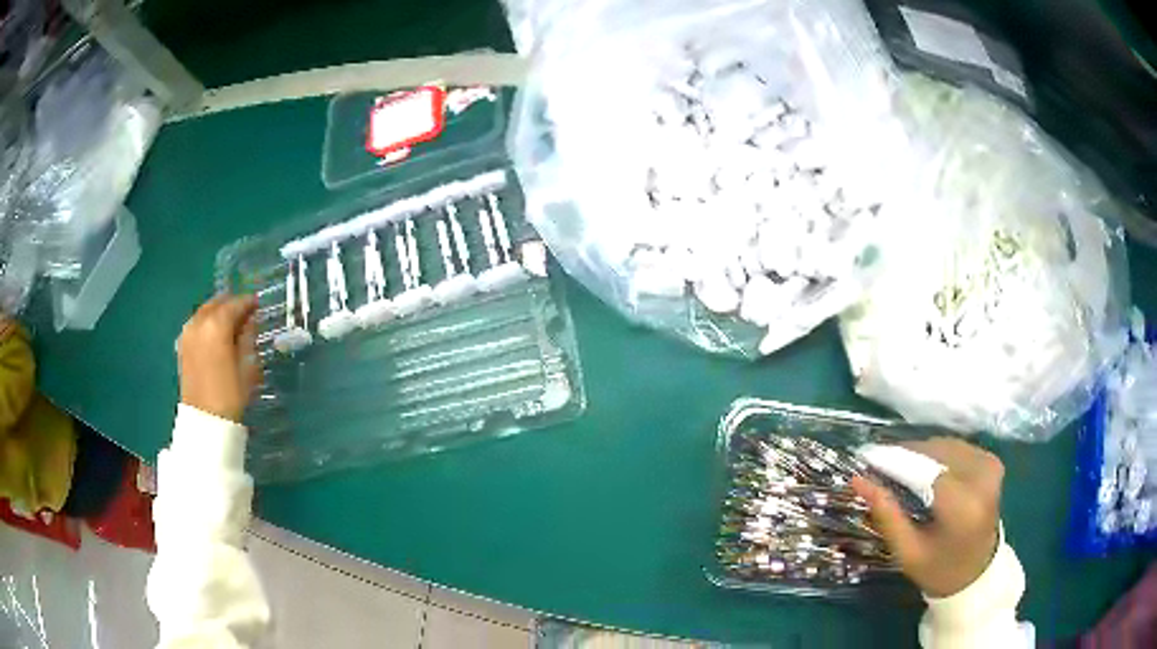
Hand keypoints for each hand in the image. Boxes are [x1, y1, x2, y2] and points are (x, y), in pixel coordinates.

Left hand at [177, 295, 259, 422]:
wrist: (205, 421)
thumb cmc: (231, 395)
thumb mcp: (248, 366)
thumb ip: (248, 338)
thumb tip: (250, 321)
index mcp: (217, 325)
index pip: (236, 304)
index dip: (248, 302)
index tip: (258, 304)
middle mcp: (199, 322)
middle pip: (217, 303)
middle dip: (231, 304)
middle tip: (245, 313)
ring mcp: (187, 333)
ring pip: (205, 312)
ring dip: (218, 313)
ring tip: (230, 324)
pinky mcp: (182, 346)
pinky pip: (196, 324)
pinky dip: (206, 323)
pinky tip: (214, 335)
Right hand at [852, 437, 1002, 597]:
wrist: (977, 574)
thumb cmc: (938, 569)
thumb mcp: (907, 551)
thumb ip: (886, 514)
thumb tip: (858, 479)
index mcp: (963, 508)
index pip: (925, 471)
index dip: (895, 461)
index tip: (867, 458)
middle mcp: (982, 479)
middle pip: (936, 453)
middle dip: (906, 455)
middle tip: (879, 465)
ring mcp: (990, 466)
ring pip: (946, 445)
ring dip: (920, 453)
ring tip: (897, 466)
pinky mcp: (992, 462)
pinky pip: (957, 448)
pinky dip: (936, 454)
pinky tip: (922, 468)